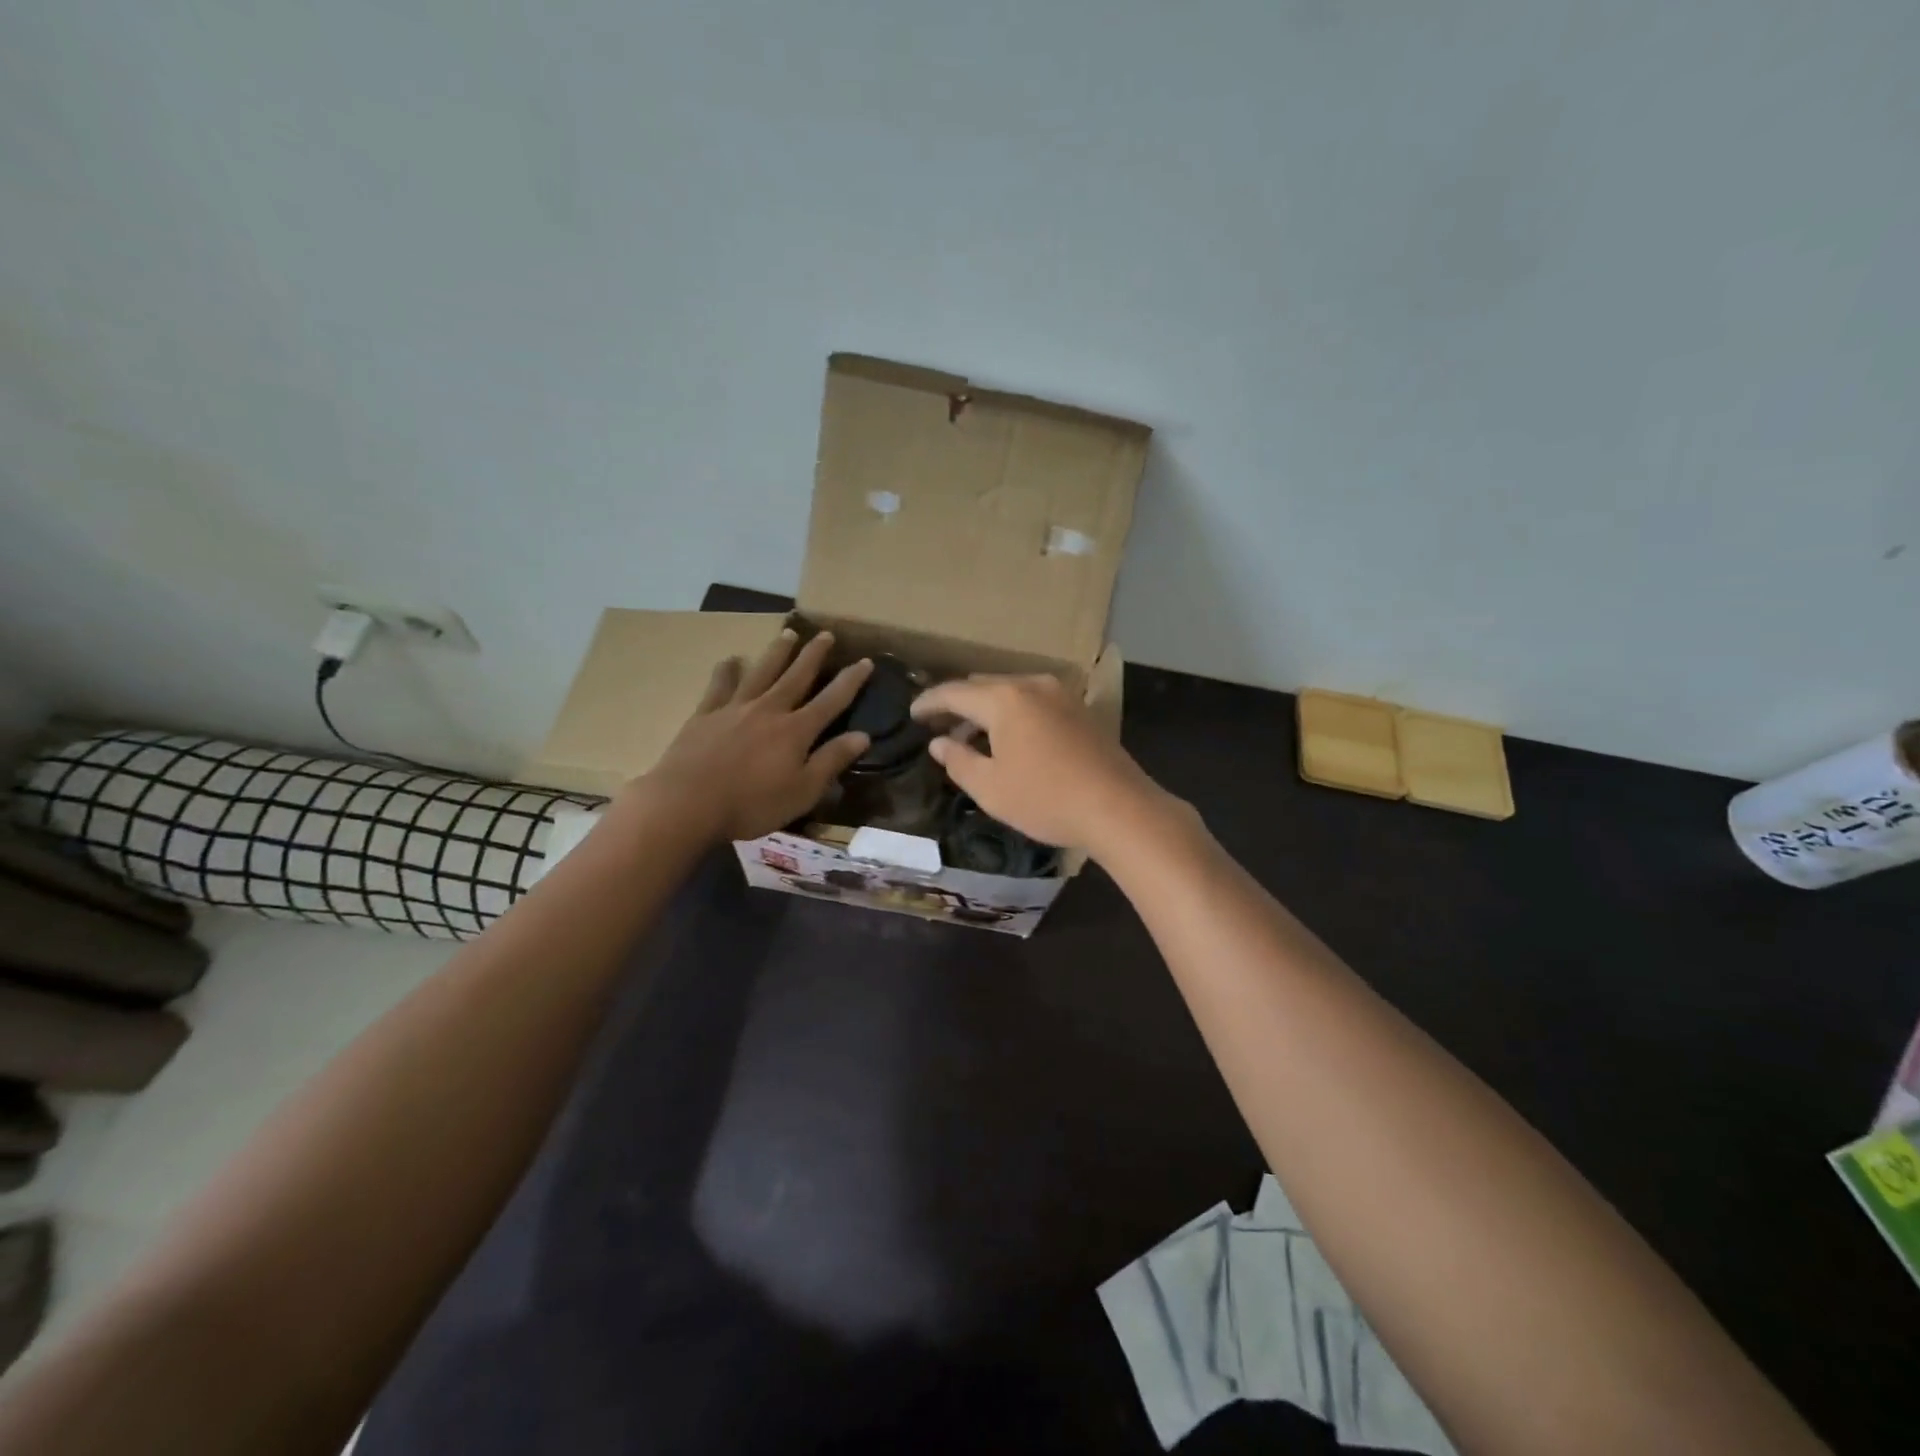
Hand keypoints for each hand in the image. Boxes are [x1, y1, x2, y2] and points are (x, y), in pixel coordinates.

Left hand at [642, 630, 872, 842]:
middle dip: (814, 655)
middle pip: (796, 676)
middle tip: (826, 634)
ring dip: (777, 652)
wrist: (687, 803)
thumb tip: (863, 735)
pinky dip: (727, 671)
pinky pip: (719, 686)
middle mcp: (769, 710)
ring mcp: (735, 708)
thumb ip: (831, 761)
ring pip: (761, 672)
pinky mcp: (705, 715)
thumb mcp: (802, 791)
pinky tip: (731, 660)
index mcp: (796, 730)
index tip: (866, 661)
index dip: (851, 680)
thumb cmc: (751, 804)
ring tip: (788, 634)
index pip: (832, 700)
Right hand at [909, 673, 1174, 856]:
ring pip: (1011, 693)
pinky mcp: (1080, 710)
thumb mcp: (990, 788)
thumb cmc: (1046, 799)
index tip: (911, 714)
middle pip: (983, 686)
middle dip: (958, 704)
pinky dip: (1013, 714)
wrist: (1119, 808)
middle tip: (938, 727)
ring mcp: (1061, 695)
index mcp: (1004, 699)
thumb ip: (957, 761)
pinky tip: (1009, 740)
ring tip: (970, 738)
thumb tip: (938, 743)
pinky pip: (1033, 702)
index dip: (929, 702)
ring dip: (987, 710)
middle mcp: (1032, 685)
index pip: (954, 692)